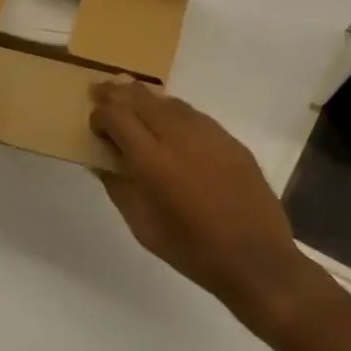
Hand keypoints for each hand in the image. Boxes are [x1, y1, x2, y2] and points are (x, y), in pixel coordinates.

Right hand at [89, 79, 301, 315]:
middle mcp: (179, 137)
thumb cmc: (191, 250)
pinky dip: (173, 111)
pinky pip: (194, 115)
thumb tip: (102, 162)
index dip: (100, 115)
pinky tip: (168, 120)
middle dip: (117, 92)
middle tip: (101, 90)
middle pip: (141, 99)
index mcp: (152, 161)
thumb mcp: (142, 226)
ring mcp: (209, 134)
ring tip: (130, 98)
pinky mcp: (230, 140)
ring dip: (145, 98)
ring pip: (169, 102)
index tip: (94, 125)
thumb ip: (118, 187)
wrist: (256, 260)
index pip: (117, 116)